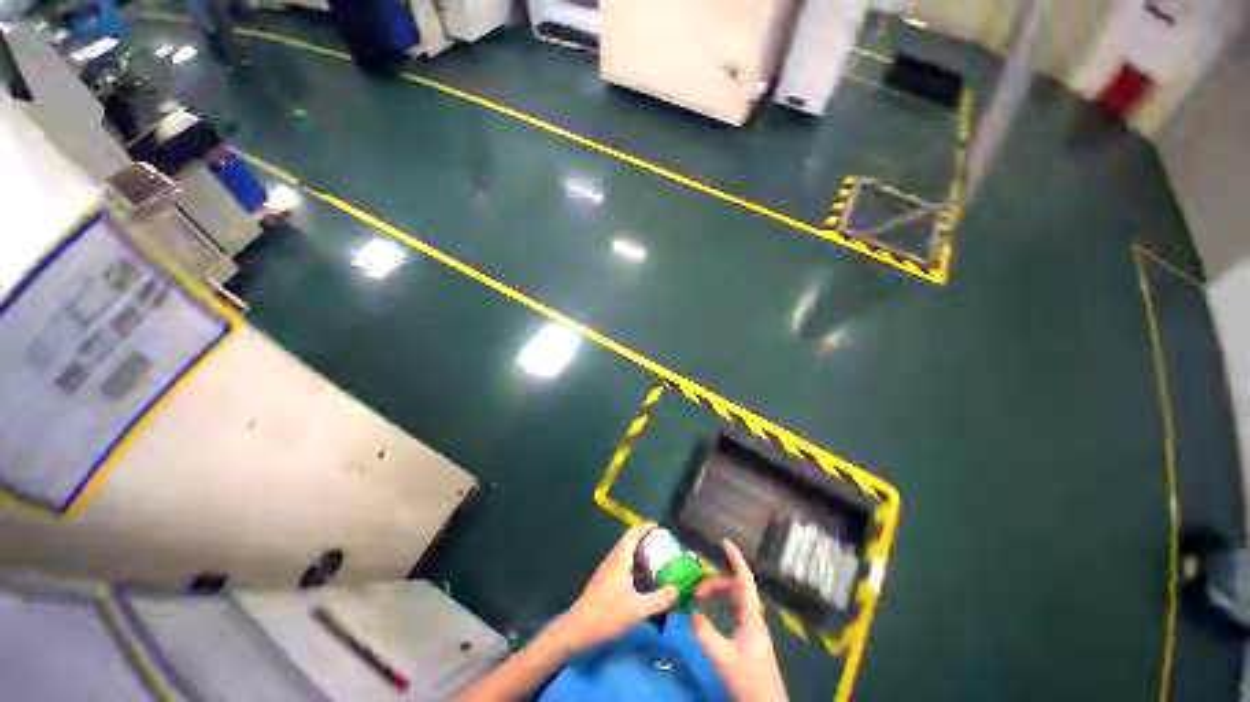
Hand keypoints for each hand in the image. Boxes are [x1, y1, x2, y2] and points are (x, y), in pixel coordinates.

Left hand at [551, 522, 678, 653]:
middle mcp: (612, 560)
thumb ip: (659, 599)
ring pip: (623, 554)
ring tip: (654, 561)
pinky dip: (632, 565)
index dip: (644, 527)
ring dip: (638, 553)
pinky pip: (620, 565)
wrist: (577, 629)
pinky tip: (640, 580)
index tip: (658, 526)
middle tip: (660, 544)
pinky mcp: (603, 581)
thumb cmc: (607, 614)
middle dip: (644, 540)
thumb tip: (677, 590)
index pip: (632, 534)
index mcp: (619, 559)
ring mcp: (606, 571)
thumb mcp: (638, 609)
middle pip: (628, 542)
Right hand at [693, 539, 787, 701]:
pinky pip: (734, 611)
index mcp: (751, 617)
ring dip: (718, 593)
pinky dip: (721, 605)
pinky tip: (710, 613)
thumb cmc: (748, 681)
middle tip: (695, 587)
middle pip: (736, 588)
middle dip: (716, 581)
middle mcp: (753, 618)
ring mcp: (752, 629)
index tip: (724, 542)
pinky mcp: (749, 640)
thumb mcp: (723, 658)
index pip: (744, 579)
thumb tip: (693, 613)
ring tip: (699, 597)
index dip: (736, 558)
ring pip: (735, 600)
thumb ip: (705, 634)